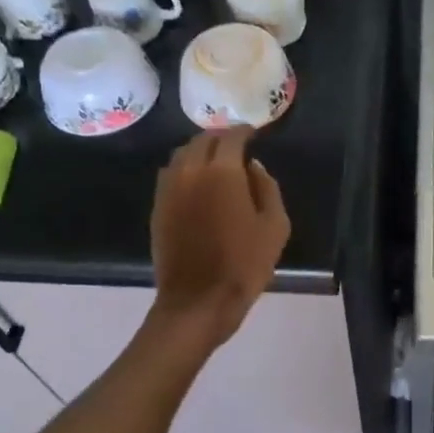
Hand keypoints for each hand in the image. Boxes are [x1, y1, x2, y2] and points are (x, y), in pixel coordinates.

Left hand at [149, 128, 289, 348]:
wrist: (199, 301)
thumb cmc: (245, 264)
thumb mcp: (275, 226)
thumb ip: (267, 188)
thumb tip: (253, 167)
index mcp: (222, 172)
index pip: (231, 136)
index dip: (244, 131)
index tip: (254, 133)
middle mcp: (190, 171)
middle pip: (202, 140)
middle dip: (221, 137)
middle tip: (236, 144)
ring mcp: (169, 189)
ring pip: (182, 155)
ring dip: (200, 151)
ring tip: (216, 161)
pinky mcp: (158, 207)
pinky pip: (171, 175)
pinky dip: (185, 170)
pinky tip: (198, 183)